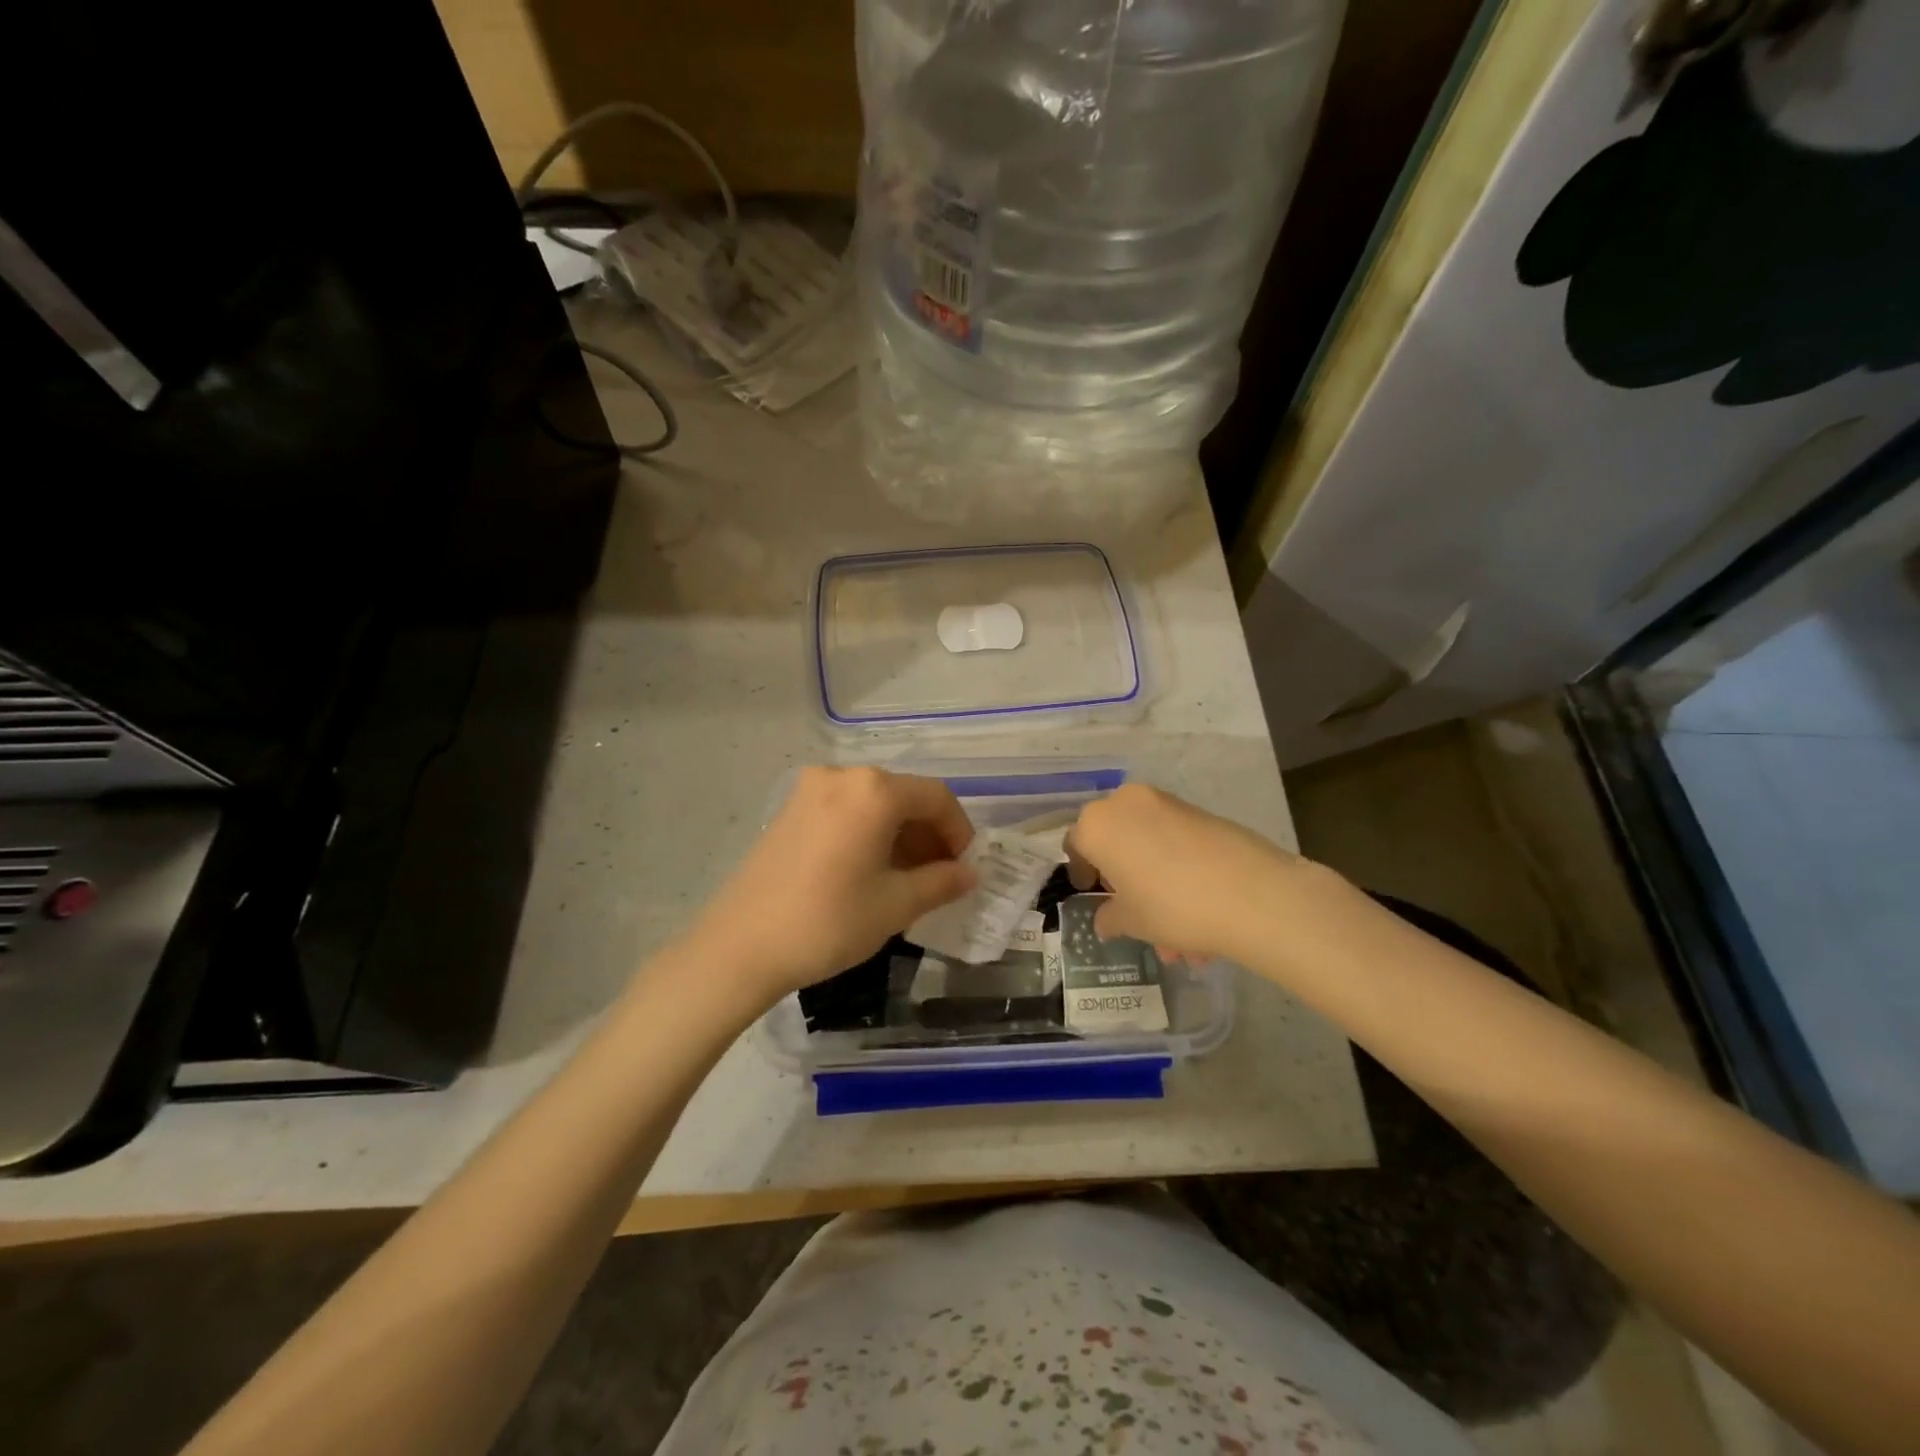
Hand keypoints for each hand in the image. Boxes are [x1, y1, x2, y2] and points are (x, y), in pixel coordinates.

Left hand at [687, 766, 976, 1001]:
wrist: (739, 947)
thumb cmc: (828, 922)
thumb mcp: (895, 905)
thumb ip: (941, 882)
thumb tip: (968, 874)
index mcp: (874, 790)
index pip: (936, 797)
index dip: (959, 831)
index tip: (964, 868)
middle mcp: (842, 776)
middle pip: (903, 796)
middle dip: (929, 834)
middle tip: (939, 877)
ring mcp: (810, 790)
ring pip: (873, 803)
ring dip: (899, 834)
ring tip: (907, 879)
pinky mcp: (789, 810)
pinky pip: (845, 810)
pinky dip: (868, 832)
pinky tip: (868, 870)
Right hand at [1065, 783, 1301, 964]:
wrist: (1252, 893)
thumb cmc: (1171, 905)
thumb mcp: (1132, 922)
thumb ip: (1111, 917)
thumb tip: (1106, 919)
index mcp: (1098, 824)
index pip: (1076, 843)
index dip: (1081, 871)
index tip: (1091, 891)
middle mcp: (1128, 804)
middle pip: (1117, 843)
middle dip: (1127, 883)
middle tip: (1137, 917)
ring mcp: (1168, 804)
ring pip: (1152, 849)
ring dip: (1159, 890)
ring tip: (1183, 944)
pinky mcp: (1202, 813)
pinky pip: (1178, 845)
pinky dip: (1181, 874)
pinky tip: (1203, 919)